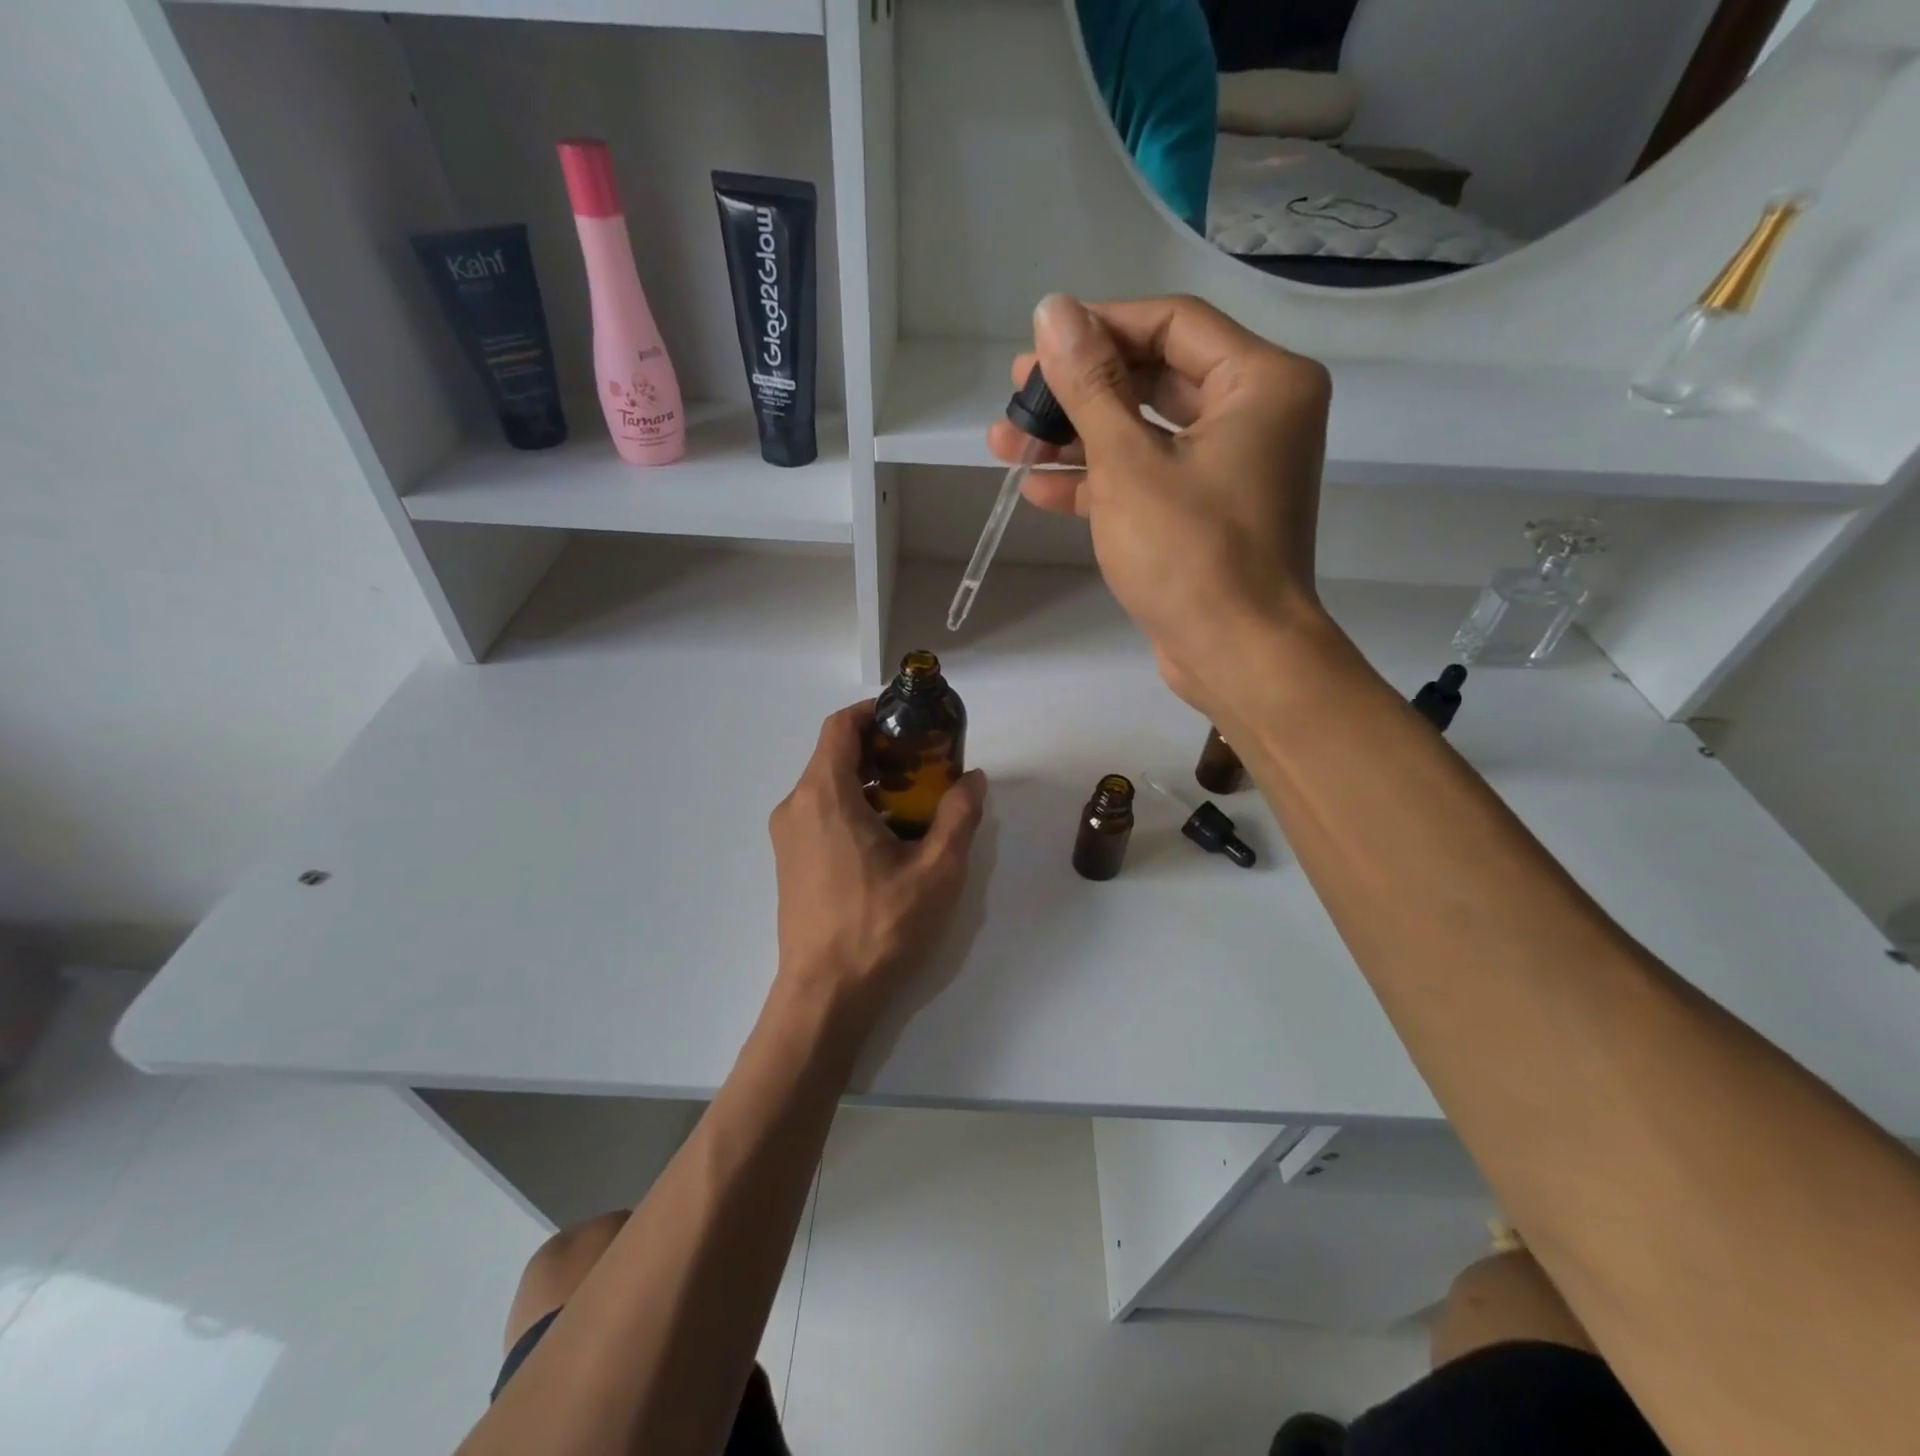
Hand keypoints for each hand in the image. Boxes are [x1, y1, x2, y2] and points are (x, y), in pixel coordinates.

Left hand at [768, 703, 986, 1026]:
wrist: (825, 995)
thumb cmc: (880, 926)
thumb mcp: (936, 870)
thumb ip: (959, 816)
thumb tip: (973, 778)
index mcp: (825, 796)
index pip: (840, 726)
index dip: (874, 712)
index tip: (910, 720)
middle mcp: (796, 806)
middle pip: (835, 755)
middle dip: (881, 750)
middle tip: (926, 764)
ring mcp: (787, 836)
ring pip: (828, 786)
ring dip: (870, 782)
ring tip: (915, 803)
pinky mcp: (789, 862)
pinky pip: (820, 814)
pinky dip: (853, 808)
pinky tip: (888, 839)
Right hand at [986, 294, 1332, 716]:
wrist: (1237, 656)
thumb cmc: (1190, 554)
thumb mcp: (1128, 464)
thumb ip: (1089, 386)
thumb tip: (1052, 311)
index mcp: (1261, 382)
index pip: (1171, 325)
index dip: (1099, 329)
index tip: (1038, 347)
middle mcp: (1255, 414)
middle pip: (1154, 379)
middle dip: (1079, 393)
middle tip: (1016, 399)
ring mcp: (1231, 468)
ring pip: (1144, 434)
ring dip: (1078, 440)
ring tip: (1007, 444)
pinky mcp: (1206, 513)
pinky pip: (1149, 478)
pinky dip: (1100, 482)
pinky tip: (1039, 488)